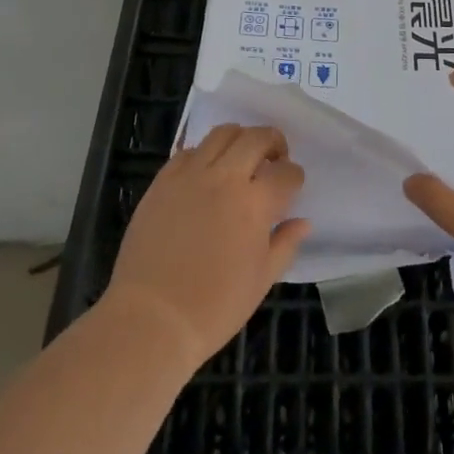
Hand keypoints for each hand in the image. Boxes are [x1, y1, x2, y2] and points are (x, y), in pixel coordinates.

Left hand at [102, 123, 310, 370]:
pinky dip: (204, 154)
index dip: (294, 177)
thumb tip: (302, 222)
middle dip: (273, 143)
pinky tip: (205, 174)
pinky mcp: (163, 181)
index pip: (286, 173)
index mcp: (255, 204)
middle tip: (273, 160)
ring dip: (240, 139)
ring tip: (241, 158)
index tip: (291, 187)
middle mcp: (225, 178)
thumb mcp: (261, 281)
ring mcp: (190, 175)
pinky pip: (189, 151)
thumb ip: (285, 244)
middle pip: (257, 138)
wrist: (151, 319)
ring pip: (222, 133)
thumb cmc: (214, 307)